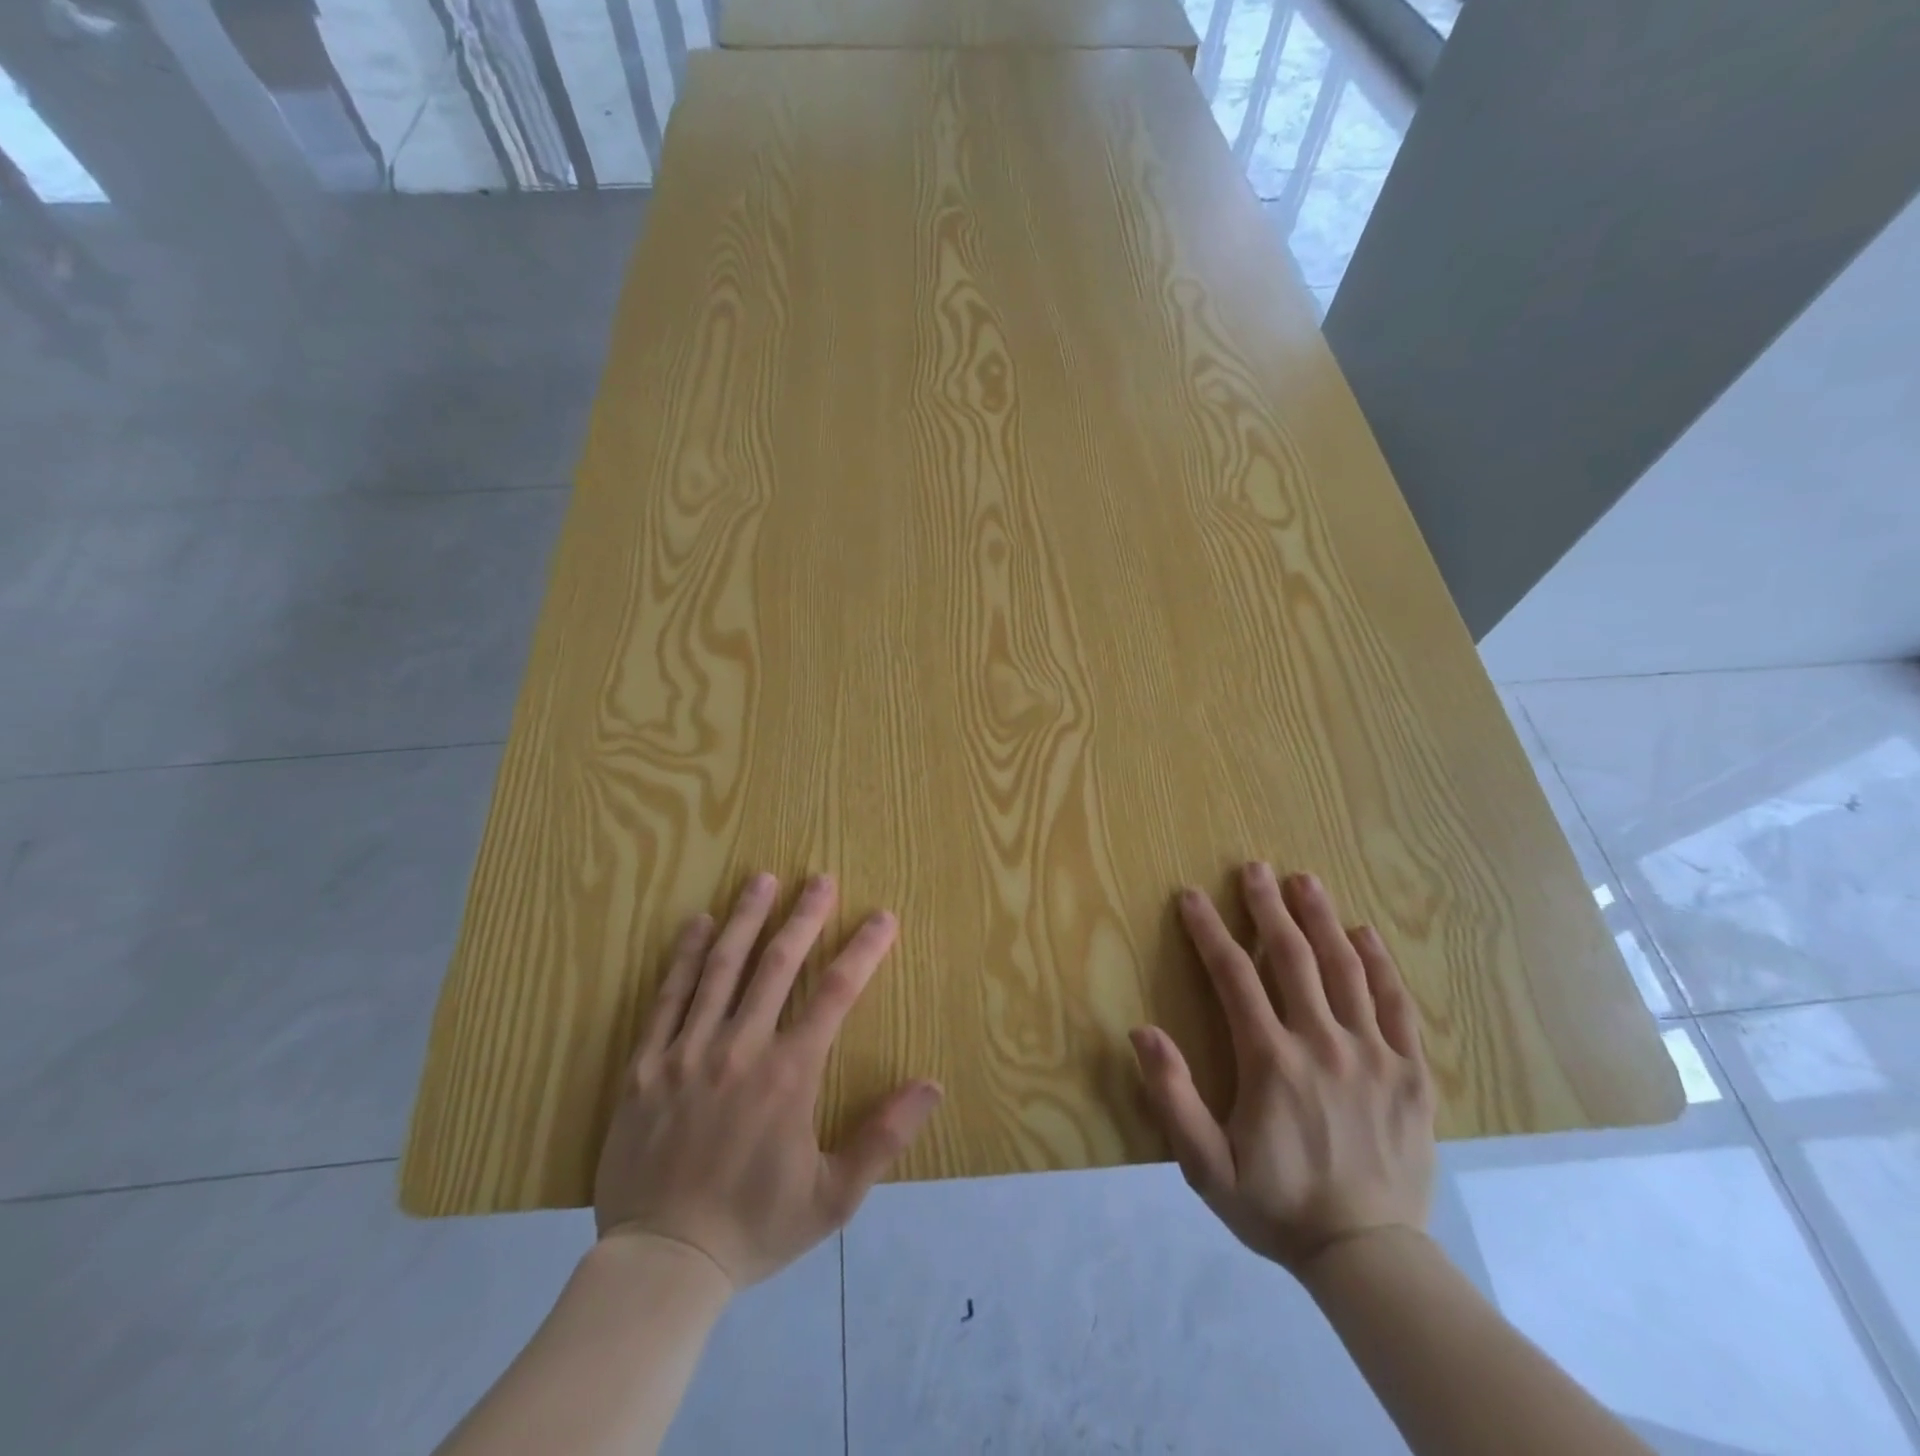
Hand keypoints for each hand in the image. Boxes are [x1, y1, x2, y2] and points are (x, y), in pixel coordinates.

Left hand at [594, 872, 942, 1289]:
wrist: (661, 1264)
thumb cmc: (755, 1227)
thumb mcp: (833, 1197)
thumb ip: (883, 1137)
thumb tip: (933, 1085)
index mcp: (789, 1074)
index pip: (836, 993)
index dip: (863, 950)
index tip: (882, 917)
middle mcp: (740, 1048)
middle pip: (778, 964)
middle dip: (804, 916)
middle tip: (821, 878)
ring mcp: (687, 1051)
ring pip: (721, 968)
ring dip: (746, 919)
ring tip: (763, 879)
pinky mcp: (646, 1064)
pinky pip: (667, 997)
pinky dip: (684, 956)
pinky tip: (699, 923)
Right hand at [1131, 863, 1435, 1272]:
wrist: (1369, 1257)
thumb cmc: (1277, 1206)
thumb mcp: (1206, 1166)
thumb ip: (1172, 1097)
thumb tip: (1142, 1031)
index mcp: (1271, 1061)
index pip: (1233, 976)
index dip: (1209, 931)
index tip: (1191, 896)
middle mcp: (1323, 1043)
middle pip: (1292, 957)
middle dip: (1268, 907)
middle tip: (1255, 868)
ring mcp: (1374, 1055)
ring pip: (1345, 969)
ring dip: (1322, 919)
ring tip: (1305, 881)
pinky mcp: (1411, 1073)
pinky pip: (1396, 1005)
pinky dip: (1380, 964)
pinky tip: (1365, 935)